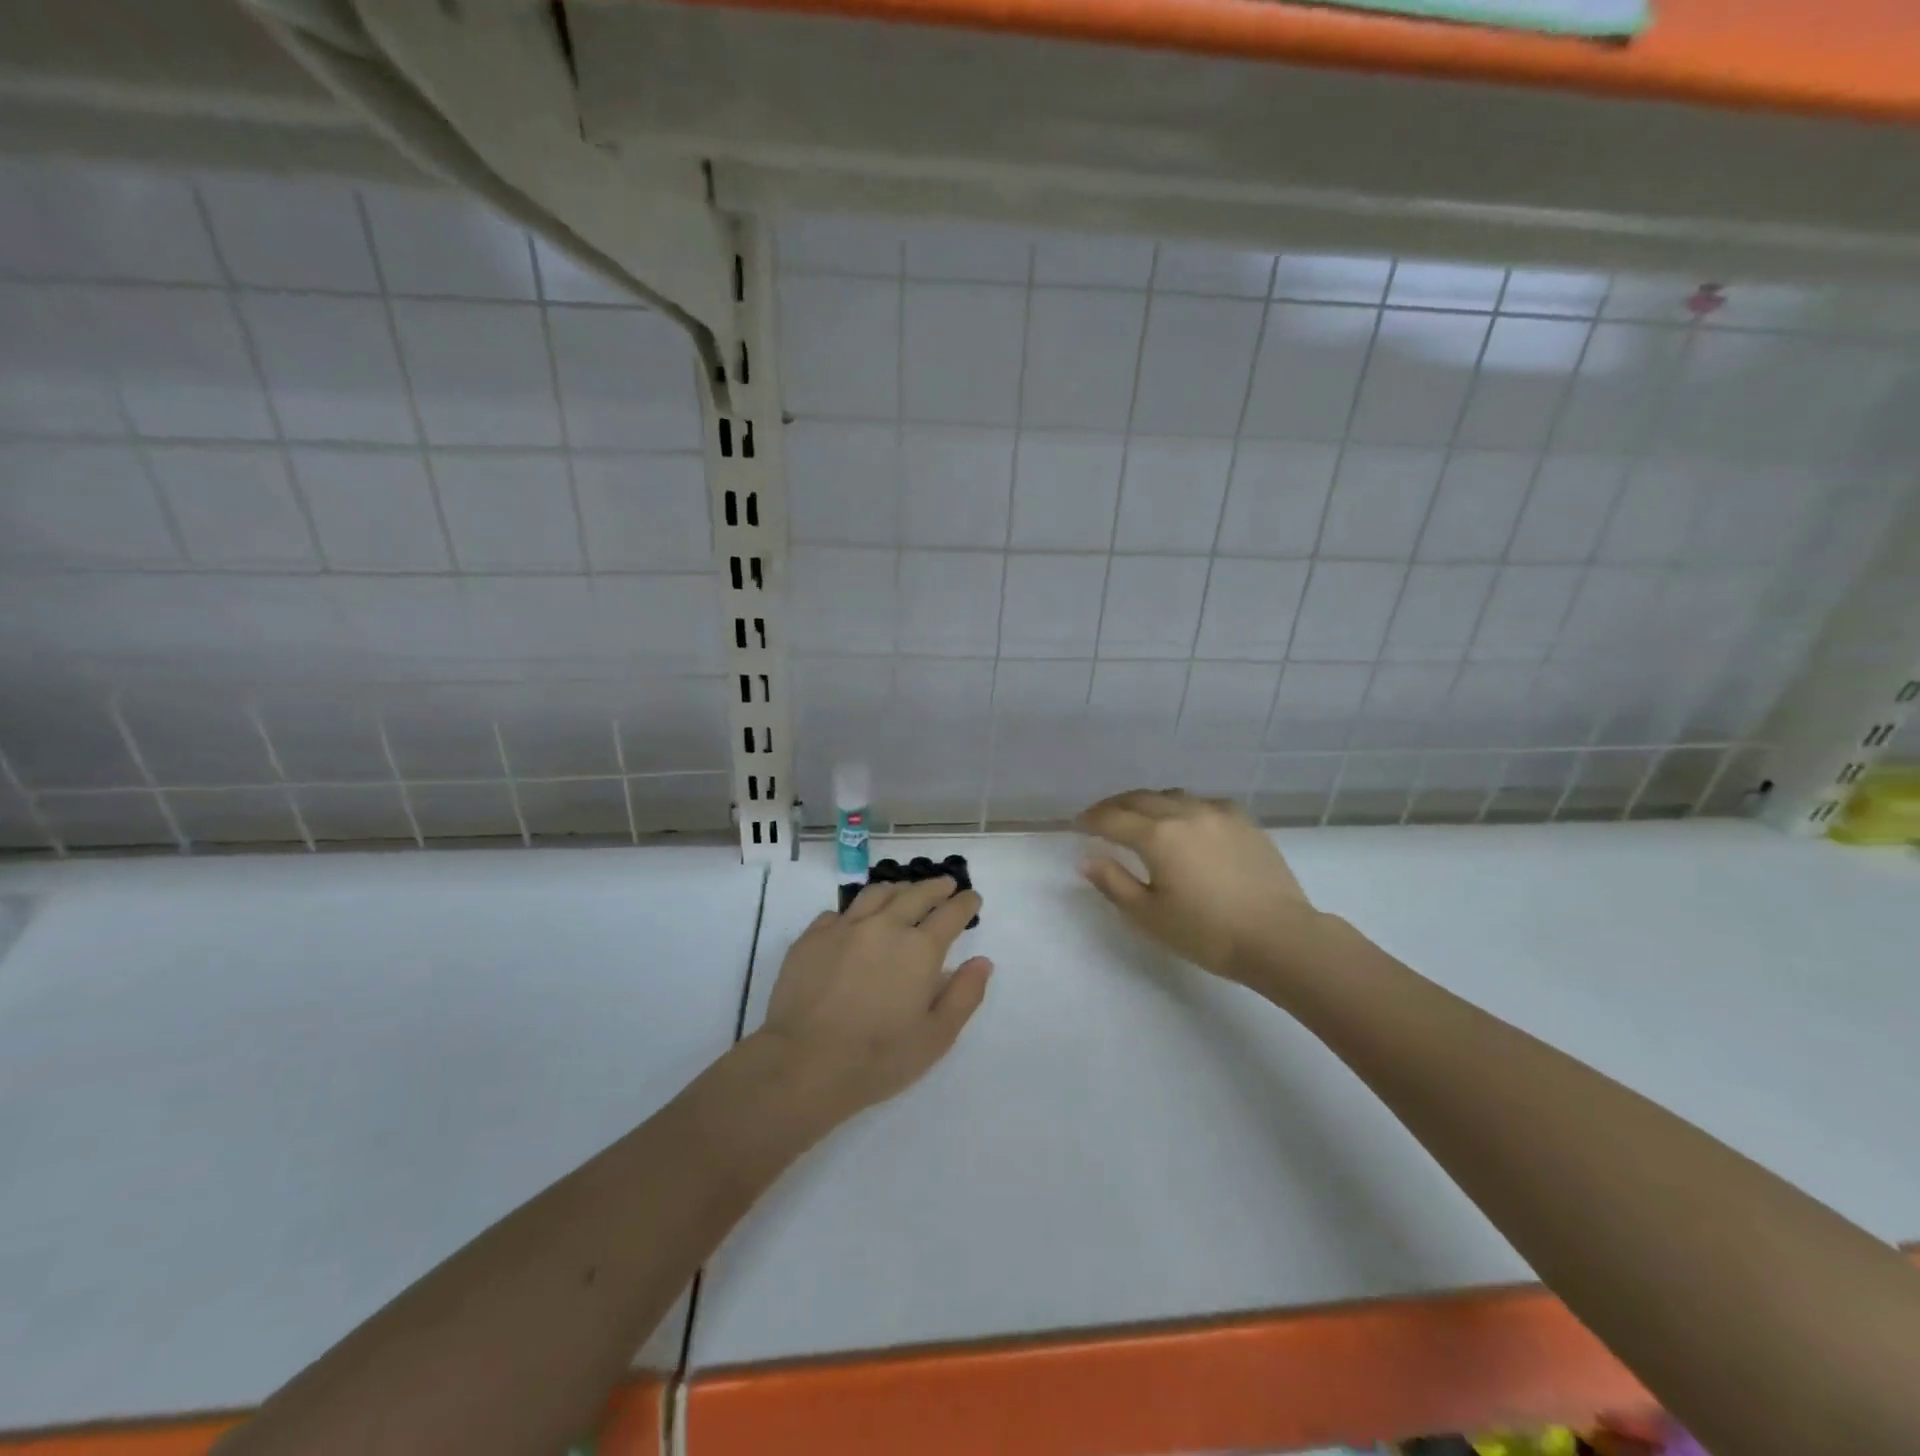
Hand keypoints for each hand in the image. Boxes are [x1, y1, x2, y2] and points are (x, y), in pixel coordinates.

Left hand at [756, 877, 991, 1120]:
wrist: (803, 1063)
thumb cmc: (877, 1058)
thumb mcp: (936, 1037)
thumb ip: (964, 995)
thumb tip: (982, 962)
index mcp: (919, 949)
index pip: (950, 914)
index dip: (965, 903)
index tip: (972, 898)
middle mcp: (884, 926)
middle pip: (916, 894)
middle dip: (936, 887)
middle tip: (946, 885)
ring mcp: (845, 927)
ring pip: (876, 893)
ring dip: (898, 889)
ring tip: (905, 892)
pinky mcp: (812, 937)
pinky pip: (838, 912)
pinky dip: (856, 911)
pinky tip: (855, 921)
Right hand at [1077, 790, 1324, 984]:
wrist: (1279, 937)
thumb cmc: (1207, 933)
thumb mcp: (1149, 916)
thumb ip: (1114, 883)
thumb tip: (1086, 859)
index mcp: (1157, 835)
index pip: (1111, 818)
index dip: (1090, 820)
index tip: (1077, 826)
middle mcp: (1184, 812)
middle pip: (1139, 798)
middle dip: (1114, 806)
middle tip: (1100, 818)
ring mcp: (1217, 812)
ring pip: (1171, 795)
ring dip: (1147, 803)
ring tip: (1139, 818)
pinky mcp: (1243, 820)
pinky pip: (1202, 802)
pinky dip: (1182, 807)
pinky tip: (1185, 823)